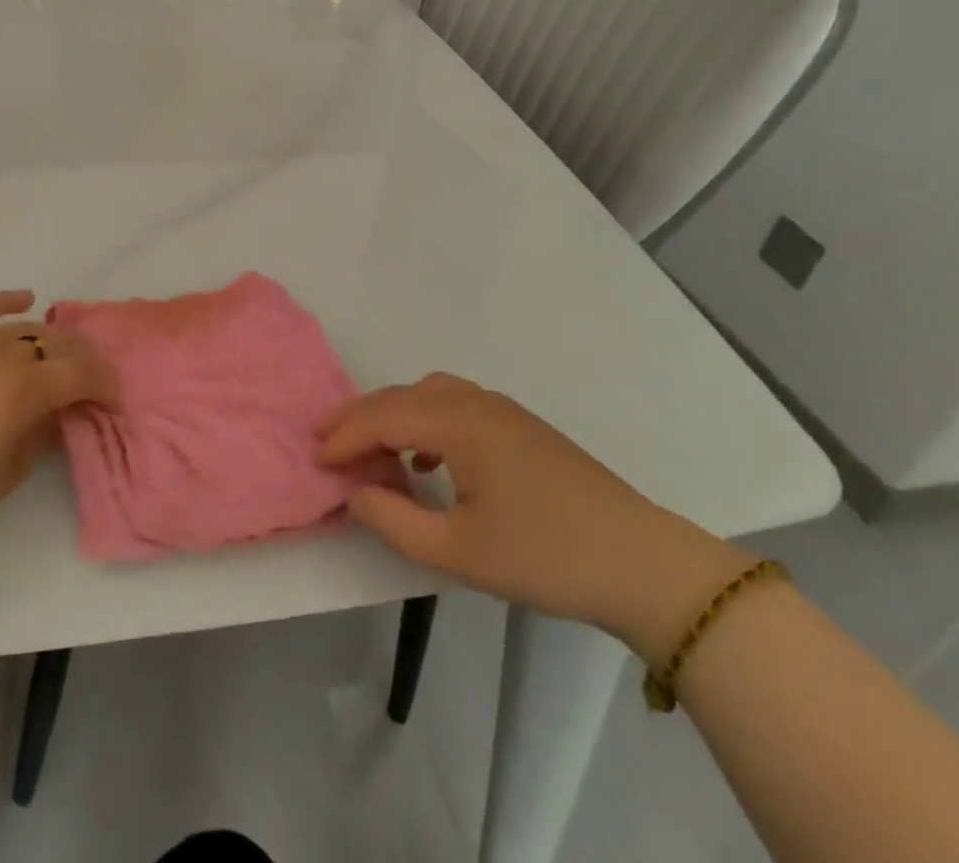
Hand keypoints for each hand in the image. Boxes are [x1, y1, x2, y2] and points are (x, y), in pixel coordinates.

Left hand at [0, 291, 119, 551]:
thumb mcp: (4, 476)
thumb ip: (39, 438)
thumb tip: (55, 414)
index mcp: (26, 390)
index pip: (82, 373)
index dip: (105, 384)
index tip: (113, 399)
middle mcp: (4, 354)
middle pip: (58, 345)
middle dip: (83, 360)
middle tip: (89, 378)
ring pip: (23, 328)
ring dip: (49, 339)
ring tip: (57, 352)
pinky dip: (4, 300)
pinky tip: (25, 298)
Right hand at [318, 374, 751, 664]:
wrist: (644, 564)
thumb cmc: (545, 556)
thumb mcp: (458, 552)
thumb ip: (395, 520)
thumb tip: (356, 492)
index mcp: (458, 422)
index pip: (382, 417)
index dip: (344, 437)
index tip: (314, 460)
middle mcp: (476, 402)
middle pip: (401, 396)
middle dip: (359, 417)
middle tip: (325, 441)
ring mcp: (503, 410)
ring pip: (428, 394)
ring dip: (391, 414)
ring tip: (369, 446)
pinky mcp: (522, 427)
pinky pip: (455, 405)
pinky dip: (425, 419)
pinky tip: (428, 457)